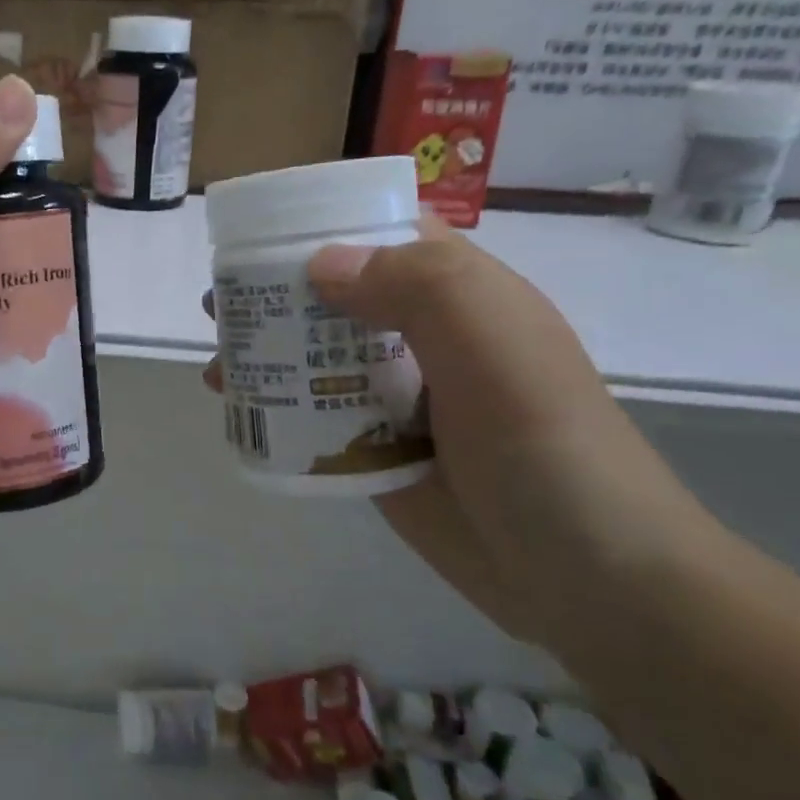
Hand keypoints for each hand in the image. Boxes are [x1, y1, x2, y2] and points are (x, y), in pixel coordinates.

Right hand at [209, 221, 713, 644]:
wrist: (583, 575)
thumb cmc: (544, 443)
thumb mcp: (492, 342)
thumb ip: (416, 287)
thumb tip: (319, 264)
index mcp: (456, 295)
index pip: (383, 234)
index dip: (323, 224)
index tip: (258, 233)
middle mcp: (421, 337)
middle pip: (335, 298)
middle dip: (273, 294)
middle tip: (216, 304)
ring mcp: (397, 398)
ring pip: (317, 356)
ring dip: (266, 351)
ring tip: (216, 361)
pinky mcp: (375, 451)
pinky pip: (315, 416)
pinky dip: (275, 406)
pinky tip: (238, 408)